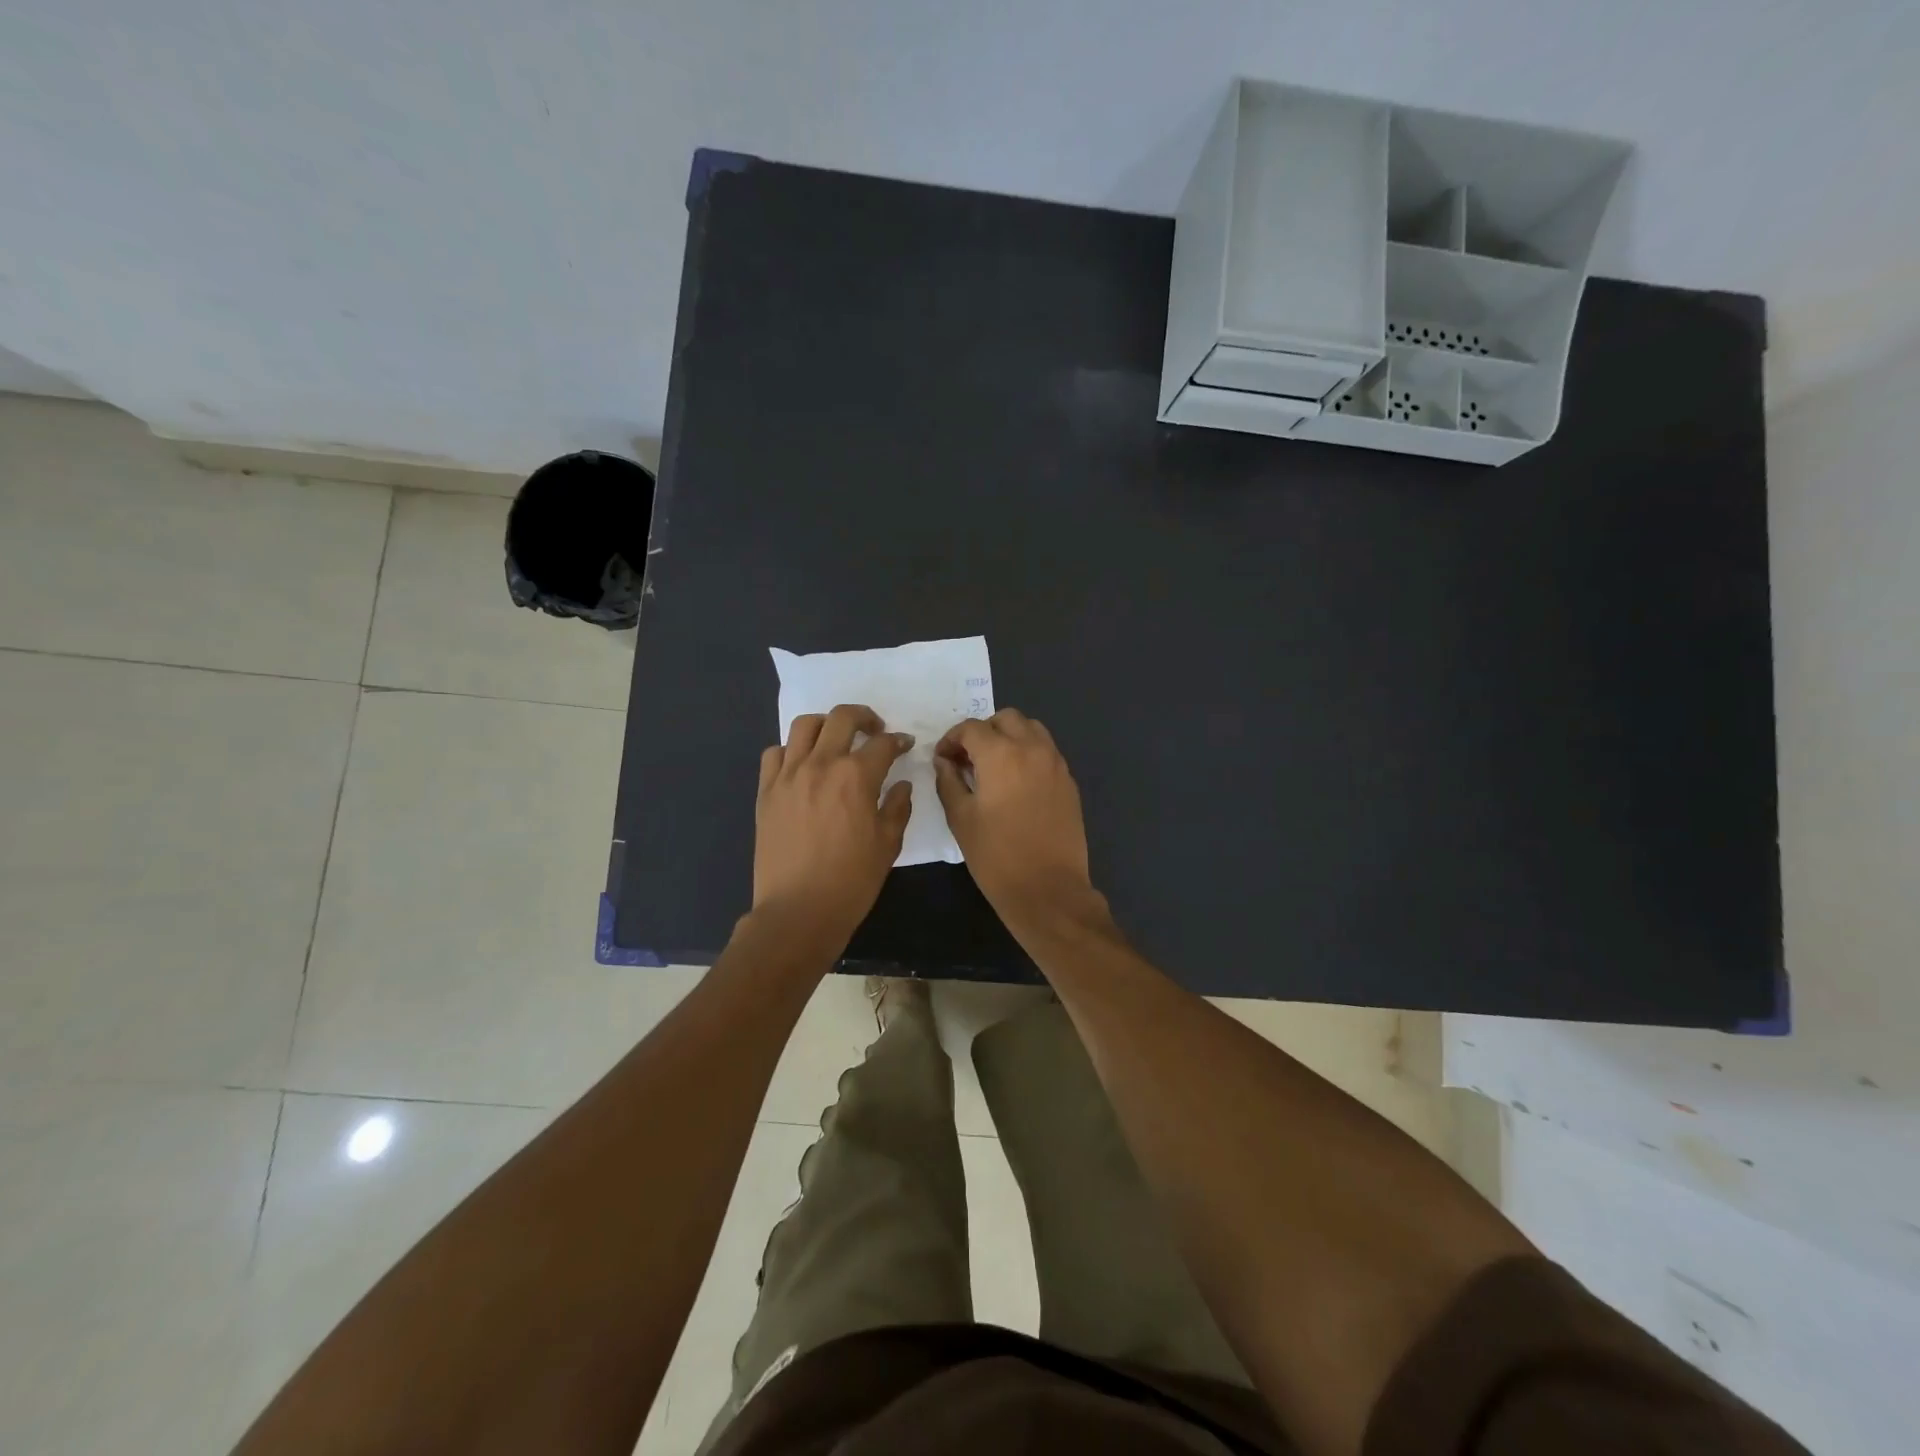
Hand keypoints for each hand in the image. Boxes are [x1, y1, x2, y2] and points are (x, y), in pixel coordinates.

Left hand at [753, 703, 912, 948]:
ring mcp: (788, 775)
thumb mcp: (888, 845)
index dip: (898, 741)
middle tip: (873, 729)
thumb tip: (902, 785)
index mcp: (856, 776)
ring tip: (835, 739)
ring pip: (804, 726)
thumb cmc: (852, 881)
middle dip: (864, 717)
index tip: (904, 745)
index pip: (882, 744)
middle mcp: (821, 764)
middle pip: (842, 718)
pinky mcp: (766, 791)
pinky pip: (774, 753)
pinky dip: (790, 750)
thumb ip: (898, 807)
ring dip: (826, 725)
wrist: (798, 910)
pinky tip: (801, 765)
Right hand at [933, 709, 1103, 930]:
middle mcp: (1032, 748)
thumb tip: (944, 762)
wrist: (1048, 890)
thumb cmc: (996, 856)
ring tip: (994, 766)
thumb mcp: (961, 818)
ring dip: (1009, 737)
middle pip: (1006, 719)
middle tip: (968, 759)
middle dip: (983, 732)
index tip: (942, 759)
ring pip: (1031, 729)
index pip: (971, 728)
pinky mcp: (1069, 781)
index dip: (951, 739)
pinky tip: (1016, 783)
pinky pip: (1046, 751)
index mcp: (1001, 754)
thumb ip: (948, 782)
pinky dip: (1028, 753)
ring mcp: (1056, 763)